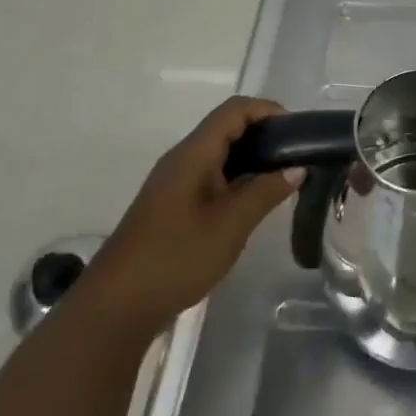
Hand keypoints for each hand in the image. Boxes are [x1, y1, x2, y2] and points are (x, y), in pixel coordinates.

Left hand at [84, 96, 300, 336]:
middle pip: (227, 127)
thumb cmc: (176, 257)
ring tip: (283, 178)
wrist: (117, 306)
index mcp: (193, 153)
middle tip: (296, 157)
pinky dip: (237, 177)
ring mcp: (174, 181)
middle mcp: (182, 158)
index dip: (269, 110)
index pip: (235, 109)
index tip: (299, 133)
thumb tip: (297, 168)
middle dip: (265, 134)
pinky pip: (211, 175)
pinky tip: (253, 202)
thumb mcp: (230, 225)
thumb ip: (266, 192)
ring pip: (219, 153)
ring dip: (252, 158)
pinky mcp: (173, 204)